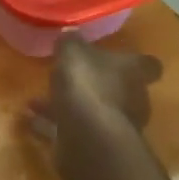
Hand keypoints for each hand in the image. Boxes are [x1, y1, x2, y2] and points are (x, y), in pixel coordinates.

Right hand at [27, 36, 162, 144]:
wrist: (88, 137)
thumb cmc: (88, 85)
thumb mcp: (73, 53)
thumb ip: (71, 43)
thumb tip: (70, 33)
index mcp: (134, 72)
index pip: (147, 64)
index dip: (134, 61)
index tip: (117, 57)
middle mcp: (132, 99)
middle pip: (120, 89)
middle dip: (96, 84)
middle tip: (69, 78)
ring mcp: (116, 125)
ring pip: (93, 111)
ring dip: (69, 106)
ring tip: (36, 101)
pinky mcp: (97, 146)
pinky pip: (73, 130)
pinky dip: (53, 125)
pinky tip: (30, 120)